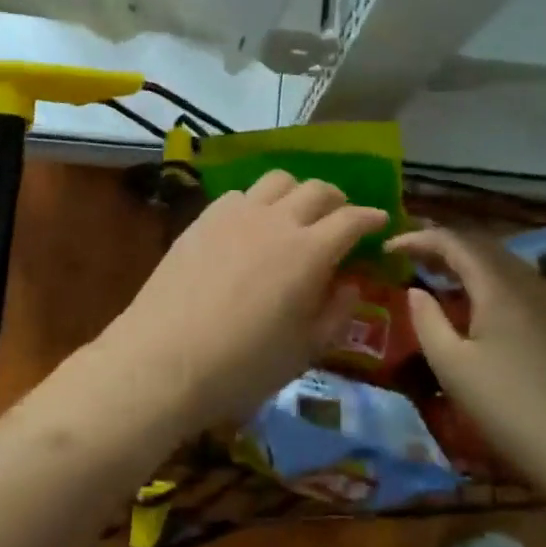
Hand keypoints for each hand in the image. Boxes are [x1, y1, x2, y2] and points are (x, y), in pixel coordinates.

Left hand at [94, 173, 387, 436]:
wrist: (164, 358)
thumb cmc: (242, 365)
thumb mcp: (304, 350)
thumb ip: (336, 311)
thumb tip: (350, 282)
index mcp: (309, 252)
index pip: (352, 219)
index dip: (371, 218)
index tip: (381, 221)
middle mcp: (276, 220)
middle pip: (317, 189)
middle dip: (338, 200)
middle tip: (341, 218)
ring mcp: (236, 214)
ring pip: (278, 180)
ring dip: (297, 192)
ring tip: (296, 214)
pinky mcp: (204, 217)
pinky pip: (241, 194)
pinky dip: (258, 203)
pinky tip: (252, 225)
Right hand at [389, 226, 545, 495]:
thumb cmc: (511, 408)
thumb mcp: (452, 367)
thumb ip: (427, 321)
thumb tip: (415, 291)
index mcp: (498, 285)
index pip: (453, 242)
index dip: (418, 238)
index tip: (388, 248)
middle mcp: (526, 283)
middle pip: (481, 246)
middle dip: (443, 245)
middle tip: (411, 256)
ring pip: (502, 264)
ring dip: (467, 262)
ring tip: (439, 276)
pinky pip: (517, 284)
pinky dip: (488, 280)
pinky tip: (480, 306)